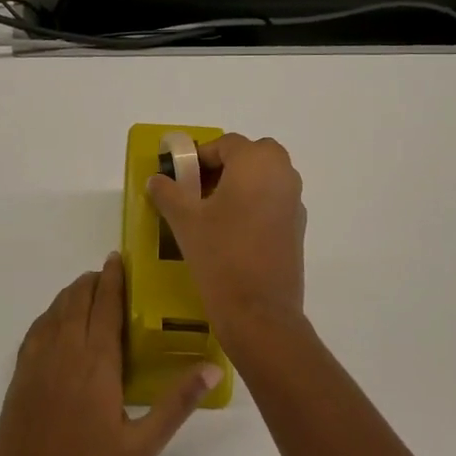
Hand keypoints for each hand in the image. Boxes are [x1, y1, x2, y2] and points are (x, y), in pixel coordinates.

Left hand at [0, 255, 218, 455]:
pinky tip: (56, 320)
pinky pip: (35, 329)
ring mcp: (37, 361)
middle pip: (76, 300)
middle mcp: (64, 350)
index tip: (117, 258)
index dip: (112, 278)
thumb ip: (177, 403)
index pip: (104, 305)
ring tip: (86, 289)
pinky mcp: (20, 375)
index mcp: (96, 362)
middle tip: (107, 273)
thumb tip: (212, 367)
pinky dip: (50, 313)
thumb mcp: (143, 444)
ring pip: (54, 311)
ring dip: (71, 293)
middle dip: (92, 281)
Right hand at [146, 133, 307, 339]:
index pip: (225, 144)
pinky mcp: (297, 228)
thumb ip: (168, 192)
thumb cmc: (220, 255)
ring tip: (210, 212)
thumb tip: (157, 180)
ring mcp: (295, 202)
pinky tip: (231, 232)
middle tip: (197, 190)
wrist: (258, 311)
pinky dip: (253, 205)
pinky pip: (273, 201)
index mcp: (256, 163)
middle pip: (251, 155)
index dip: (199, 157)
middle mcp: (283, 174)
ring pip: (264, 178)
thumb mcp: (184, 221)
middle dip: (224, 166)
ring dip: (240, 185)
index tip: (180, 177)